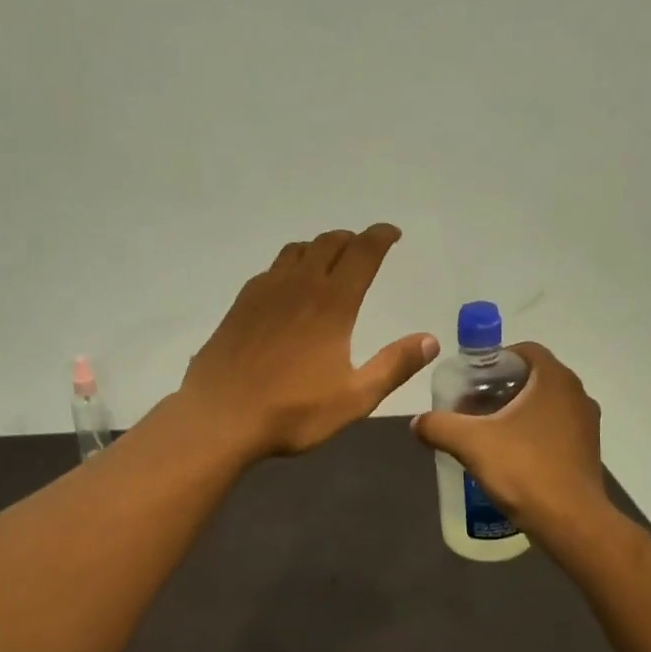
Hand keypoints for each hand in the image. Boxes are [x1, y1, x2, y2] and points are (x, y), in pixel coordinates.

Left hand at [180, 225, 438, 457]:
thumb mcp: (355, 397)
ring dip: (318, 247)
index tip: (392, 233)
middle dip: (351, 239)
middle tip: (364, 248)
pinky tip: (287, 288)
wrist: (220, 417)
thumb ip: (394, 366)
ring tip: (328, 261)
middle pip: (328, 243)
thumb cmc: (292, 411)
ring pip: (296, 251)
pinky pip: (270, 270)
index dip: (380, 237)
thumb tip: (430, 339)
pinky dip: (289, 266)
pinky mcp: (239, 305)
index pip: (362, 253)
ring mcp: (264, 292)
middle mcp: (298, 286)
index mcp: (332, 303)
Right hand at [412, 342, 609, 536]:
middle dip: (501, 388)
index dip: (495, 359)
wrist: (571, 522)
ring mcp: (586, 425)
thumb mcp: (471, 443)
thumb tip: (417, 423)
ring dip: (516, 412)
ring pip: (545, 405)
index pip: (525, 350)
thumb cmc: (524, 470)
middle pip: (533, 378)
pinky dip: (531, 434)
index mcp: (555, 380)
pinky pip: (554, 430)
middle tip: (471, 406)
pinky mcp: (587, 452)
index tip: (471, 379)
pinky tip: (509, 456)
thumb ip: (439, 426)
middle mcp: (576, 395)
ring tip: (485, 432)